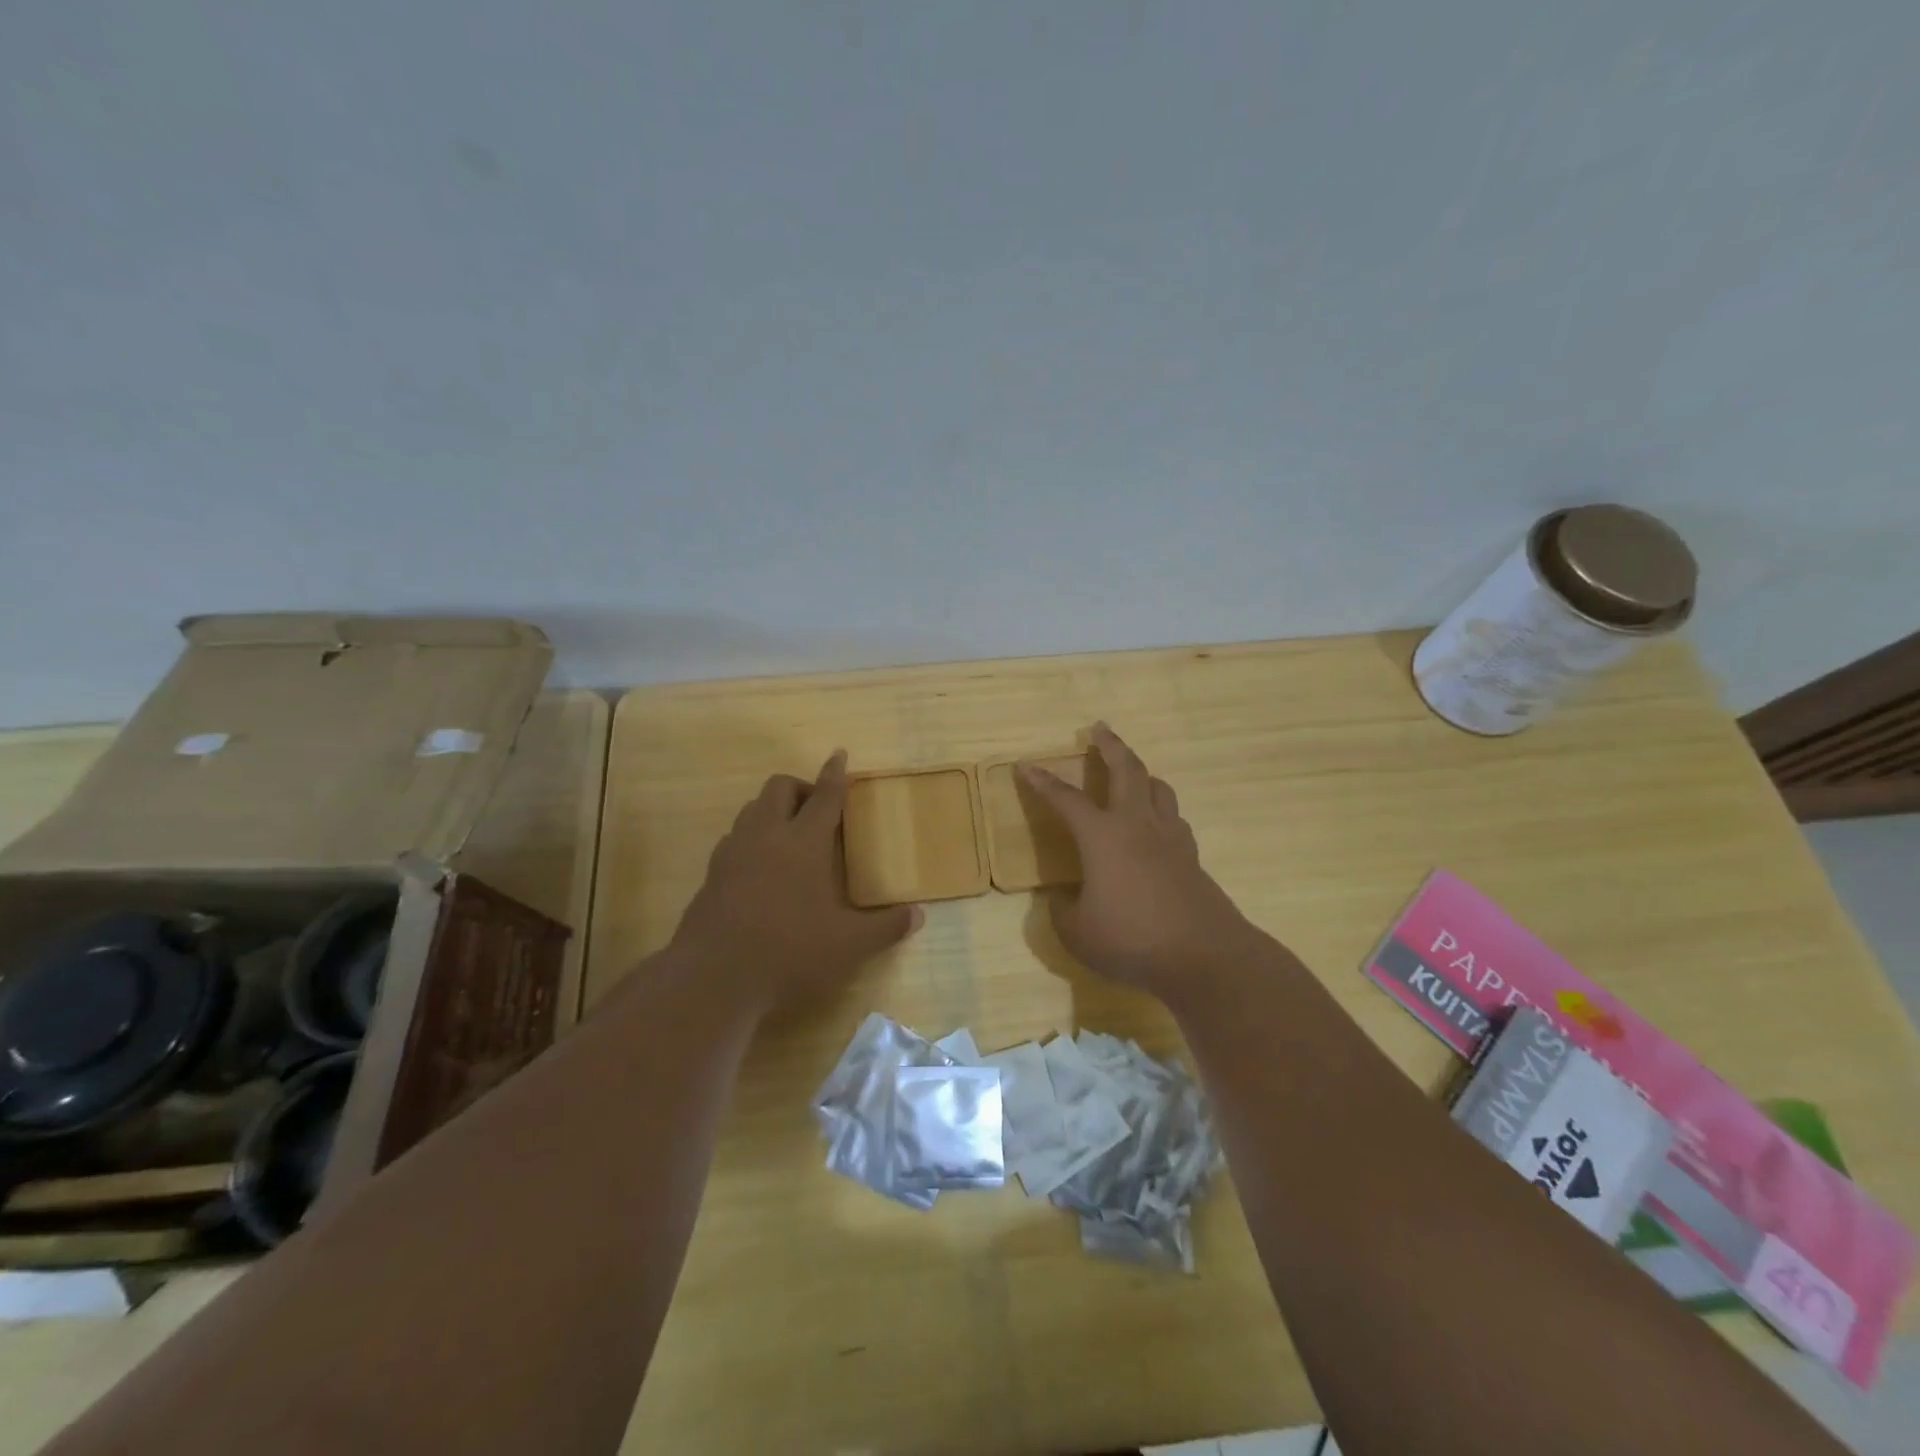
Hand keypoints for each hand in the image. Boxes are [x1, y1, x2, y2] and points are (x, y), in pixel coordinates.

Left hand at [668, 751, 921, 1014]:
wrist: (713, 978)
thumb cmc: (790, 952)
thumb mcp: (849, 946)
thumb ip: (885, 928)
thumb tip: (918, 916)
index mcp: (804, 842)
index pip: (825, 796)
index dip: (835, 773)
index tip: (839, 754)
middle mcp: (766, 836)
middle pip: (780, 788)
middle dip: (800, 788)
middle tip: (818, 811)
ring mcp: (733, 853)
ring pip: (752, 809)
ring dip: (773, 810)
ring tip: (789, 835)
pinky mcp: (711, 874)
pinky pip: (733, 838)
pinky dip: (751, 838)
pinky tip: (760, 867)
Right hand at [1019, 724, 1265, 1002]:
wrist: (1205, 956)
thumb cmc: (1132, 940)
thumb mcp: (1078, 934)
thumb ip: (1062, 912)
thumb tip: (1061, 899)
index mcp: (1103, 836)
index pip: (1066, 799)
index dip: (1043, 781)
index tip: (1026, 765)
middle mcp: (1137, 825)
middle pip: (1127, 769)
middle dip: (1110, 745)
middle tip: (1100, 728)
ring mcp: (1170, 838)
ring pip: (1158, 788)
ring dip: (1141, 772)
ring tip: (1131, 772)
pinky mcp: (1191, 857)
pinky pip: (1173, 818)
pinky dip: (1160, 808)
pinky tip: (1156, 823)